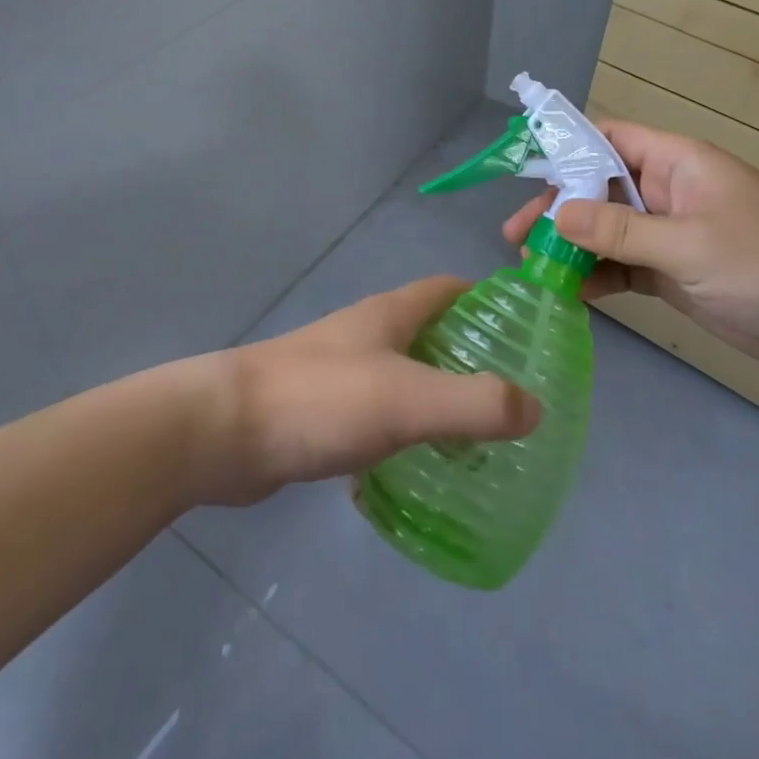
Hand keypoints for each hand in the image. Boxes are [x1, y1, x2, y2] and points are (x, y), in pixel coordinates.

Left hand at [189, 276, 541, 505]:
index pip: (446, 289)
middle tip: (508, 397)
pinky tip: (414, 469)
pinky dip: (400, 433)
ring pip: (400, 376)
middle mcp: (364, 335)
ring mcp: (338, 372)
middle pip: (426, 332)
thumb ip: (475, 403)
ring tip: (473, 438)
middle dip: (466, 356)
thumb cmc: (321, 400)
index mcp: (388, 315)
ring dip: (434, 397)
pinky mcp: (318, 411)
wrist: (223, 431)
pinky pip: (374, 415)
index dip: (484, 300)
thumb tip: (536, 407)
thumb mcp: (408, 399)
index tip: (520, 330)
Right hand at [502, 120, 758, 379]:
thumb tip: (553, 215)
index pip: (608, 139)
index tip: (521, 172)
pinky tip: (571, 292)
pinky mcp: (676, 273)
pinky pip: (625, 266)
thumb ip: (619, 231)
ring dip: (573, 246)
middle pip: (599, 189)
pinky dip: (599, 276)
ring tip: (531, 267)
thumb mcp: (689, 244)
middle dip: (558, 209)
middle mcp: (667, 192)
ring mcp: (671, 234)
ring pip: (608, 231)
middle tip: (516, 235)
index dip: (565, 149)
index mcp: (675, 163)